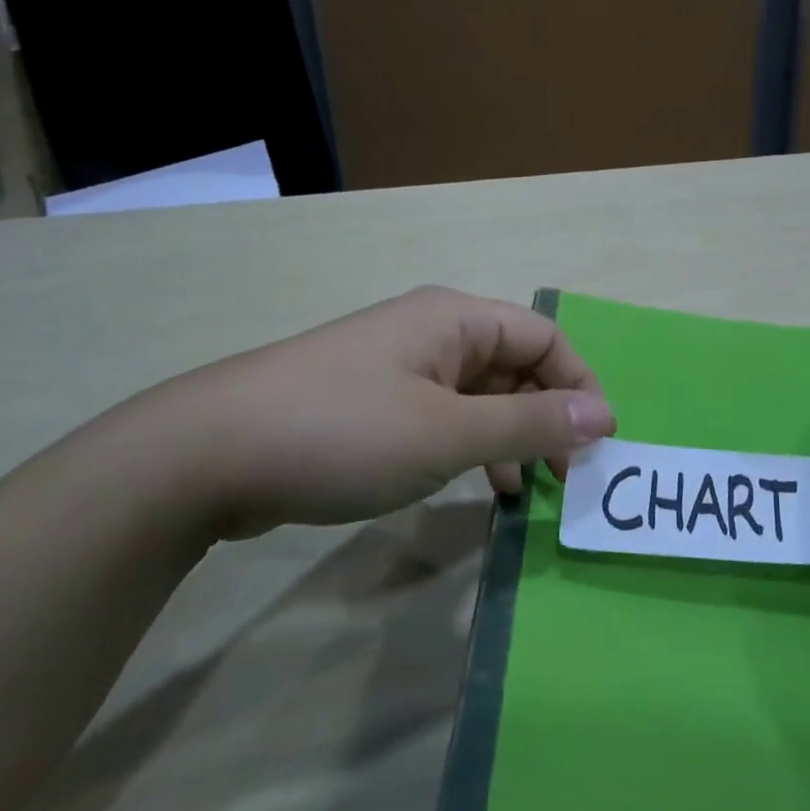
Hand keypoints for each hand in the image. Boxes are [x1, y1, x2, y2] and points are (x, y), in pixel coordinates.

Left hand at [111, 286, 615, 537]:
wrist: (207, 455)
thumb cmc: (344, 431)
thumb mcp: (448, 431)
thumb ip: (530, 423)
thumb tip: (602, 414)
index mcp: (454, 320)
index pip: (543, 337)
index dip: (579, 384)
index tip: (600, 444)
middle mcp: (431, 334)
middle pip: (513, 366)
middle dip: (547, 417)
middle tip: (566, 478)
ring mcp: (398, 370)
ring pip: (479, 396)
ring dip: (511, 437)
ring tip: (526, 490)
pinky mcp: (372, 406)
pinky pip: (443, 419)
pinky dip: (470, 448)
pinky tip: (478, 488)